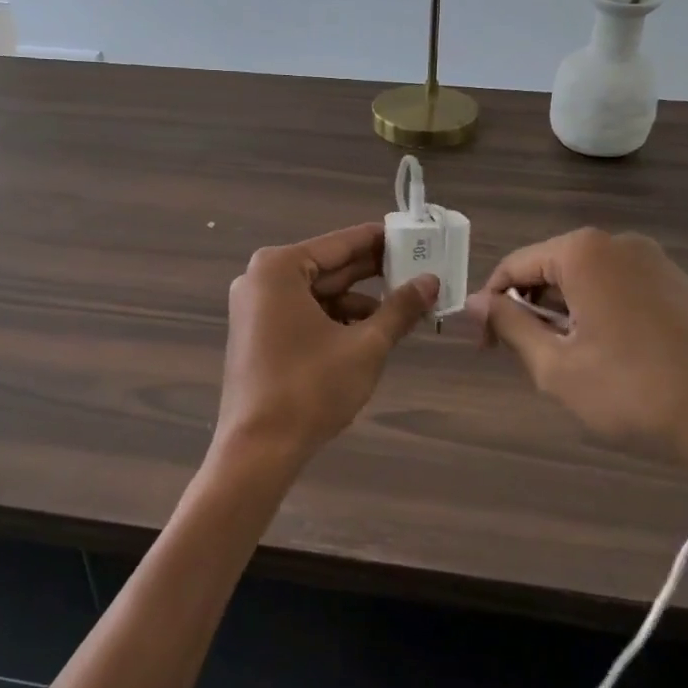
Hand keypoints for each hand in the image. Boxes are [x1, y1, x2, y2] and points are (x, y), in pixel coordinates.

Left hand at [215, 223, 438, 476]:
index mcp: (280, 268)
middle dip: (373, 274)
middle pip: (328, 267)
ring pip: (318, 294)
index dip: (381, 241)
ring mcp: (255, 307)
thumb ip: (399, 309)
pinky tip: (370, 333)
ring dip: (358, 302)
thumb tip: (431, 281)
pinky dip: (336, 320)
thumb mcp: (365, 346)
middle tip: (419, 270)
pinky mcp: (257, 334)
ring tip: (403, 311)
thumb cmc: (310, 388)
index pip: (341, 244)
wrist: (257, 451)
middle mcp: (261, 279)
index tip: (414, 236)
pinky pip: (304, 313)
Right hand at [466, 228, 687, 527]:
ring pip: (585, 279)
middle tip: (528, 358)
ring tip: (571, 363)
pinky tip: (611, 357)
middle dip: (530, 308)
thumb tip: (473, 303)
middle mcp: (619, 242)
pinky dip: (599, 313)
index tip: (484, 346)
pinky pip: (618, 287)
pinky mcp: (678, 284)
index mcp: (583, 252)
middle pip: (551, 267)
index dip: (491, 305)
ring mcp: (655, 261)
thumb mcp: (555, 365)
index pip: (514, 265)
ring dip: (564, 313)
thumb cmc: (632, 392)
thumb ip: (508, 325)